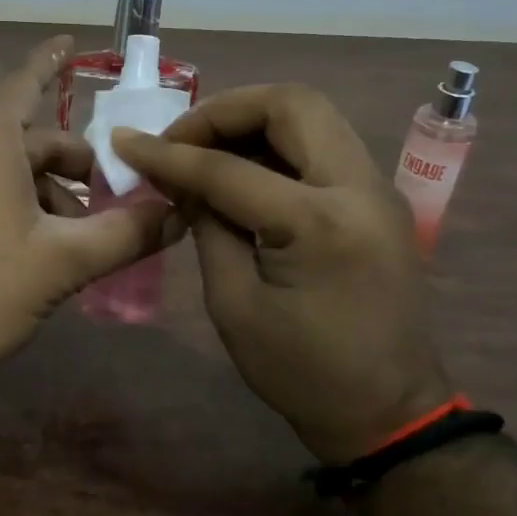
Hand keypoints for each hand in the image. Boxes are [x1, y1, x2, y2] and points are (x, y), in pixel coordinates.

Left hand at [0, 36, 173, 386]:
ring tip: (75, 236)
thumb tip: (177, 214)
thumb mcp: (64, 262)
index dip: (52, 62)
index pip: (25, 82)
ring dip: (42, 188)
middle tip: (110, 199)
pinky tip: (31, 242)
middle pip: (23, 136)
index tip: (70, 42)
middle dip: (69, 163)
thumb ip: (127, 234)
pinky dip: (8, 196)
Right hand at [112, 85, 446, 461]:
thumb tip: (180, 177)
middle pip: (292, 103)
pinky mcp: (378, 198)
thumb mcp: (234, 304)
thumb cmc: (302, 373)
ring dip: (252, 121)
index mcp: (320, 224)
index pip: (229, 168)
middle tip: (181, 140)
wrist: (389, 412)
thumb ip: (208, 225)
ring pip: (312, 115)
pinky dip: (276, 143)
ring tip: (205, 151)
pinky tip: (242, 171)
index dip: (169, 154)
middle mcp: (360, 188)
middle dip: (225, 110)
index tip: (126, 143)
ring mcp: (378, 189)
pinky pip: (323, 144)